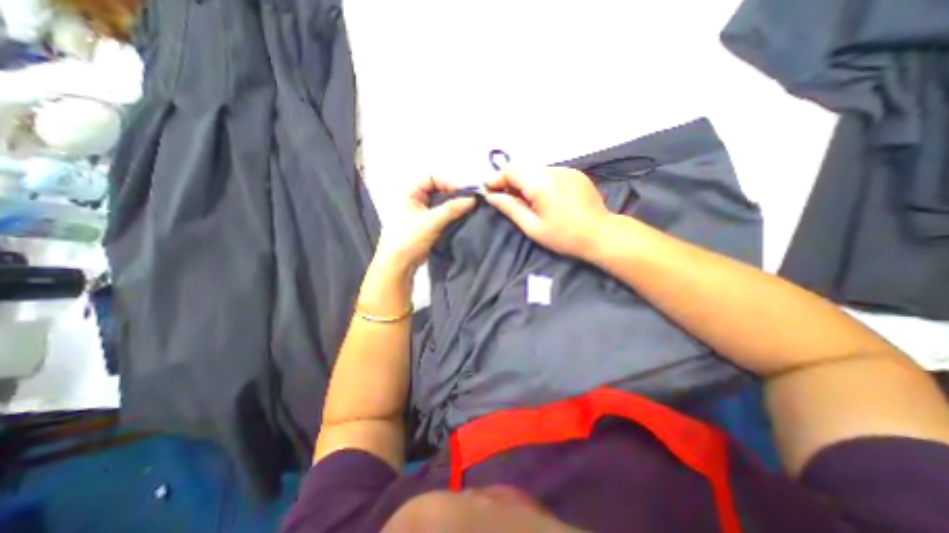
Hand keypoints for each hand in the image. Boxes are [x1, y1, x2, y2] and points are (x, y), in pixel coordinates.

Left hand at [371, 176, 474, 274]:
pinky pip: (442, 213)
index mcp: (410, 192)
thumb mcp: (431, 222)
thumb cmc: (408, 239)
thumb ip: (452, 209)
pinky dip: (452, 214)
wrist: (399, 264)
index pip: (433, 178)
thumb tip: (472, 199)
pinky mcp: (428, 223)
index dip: (449, 182)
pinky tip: (463, 217)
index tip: (465, 191)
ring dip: (454, 204)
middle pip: (439, 189)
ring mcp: (422, 212)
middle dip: (454, 193)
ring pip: (442, 202)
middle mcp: (415, 199)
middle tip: (470, 199)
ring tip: (469, 207)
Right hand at [486, 166, 611, 257]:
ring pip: (535, 168)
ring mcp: (566, 169)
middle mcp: (553, 170)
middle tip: (505, 198)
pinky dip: (538, 181)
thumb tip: (491, 196)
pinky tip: (542, 197)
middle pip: (522, 166)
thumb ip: (511, 208)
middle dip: (509, 179)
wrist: (601, 234)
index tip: (488, 191)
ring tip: (523, 199)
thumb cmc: (564, 236)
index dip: (496, 178)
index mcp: (541, 183)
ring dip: (524, 180)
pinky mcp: (575, 173)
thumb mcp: (533, 227)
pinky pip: (549, 172)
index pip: (511, 169)